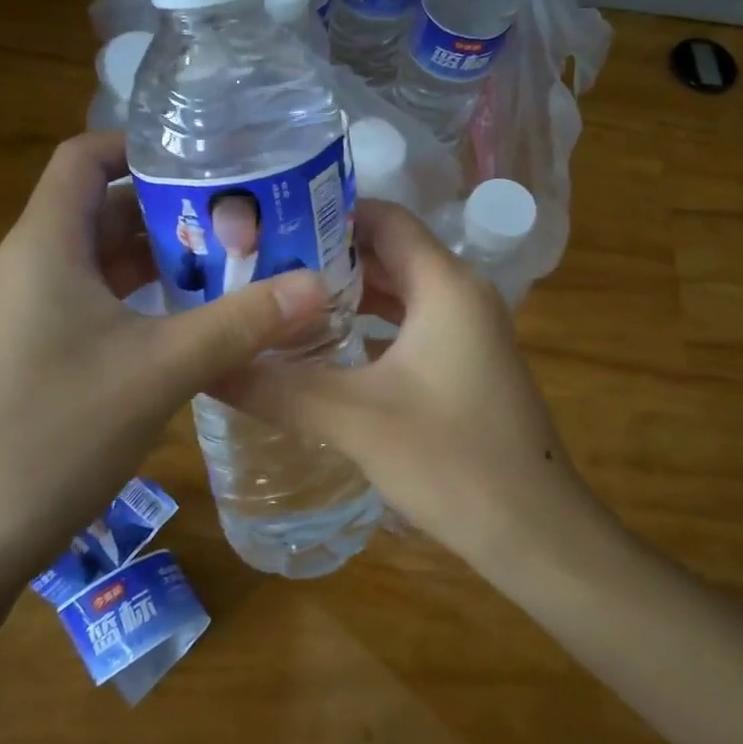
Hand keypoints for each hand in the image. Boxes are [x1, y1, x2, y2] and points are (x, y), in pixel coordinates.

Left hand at [0, 132, 331, 577]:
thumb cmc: (59, 431)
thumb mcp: (162, 368)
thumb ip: (241, 322)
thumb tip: (317, 284)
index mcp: (48, 244)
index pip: (85, 157)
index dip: (140, 144)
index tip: (206, 156)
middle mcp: (39, 263)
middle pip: (107, 204)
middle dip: (174, 203)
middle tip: (245, 210)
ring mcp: (41, 307)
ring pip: (110, 254)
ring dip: (168, 251)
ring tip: (238, 254)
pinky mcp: (50, 345)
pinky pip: (106, 296)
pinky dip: (152, 291)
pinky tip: (202, 310)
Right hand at [214, 199, 596, 560]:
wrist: (534, 531)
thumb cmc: (450, 460)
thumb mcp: (352, 418)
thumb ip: (278, 388)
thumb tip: (208, 368)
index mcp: (445, 284)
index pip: (383, 218)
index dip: (328, 213)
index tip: (270, 223)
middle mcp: (461, 293)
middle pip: (388, 252)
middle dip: (327, 256)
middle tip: (262, 264)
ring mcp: (468, 330)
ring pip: (400, 291)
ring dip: (347, 293)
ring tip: (282, 301)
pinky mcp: (466, 363)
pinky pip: (411, 324)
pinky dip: (370, 326)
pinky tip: (326, 349)